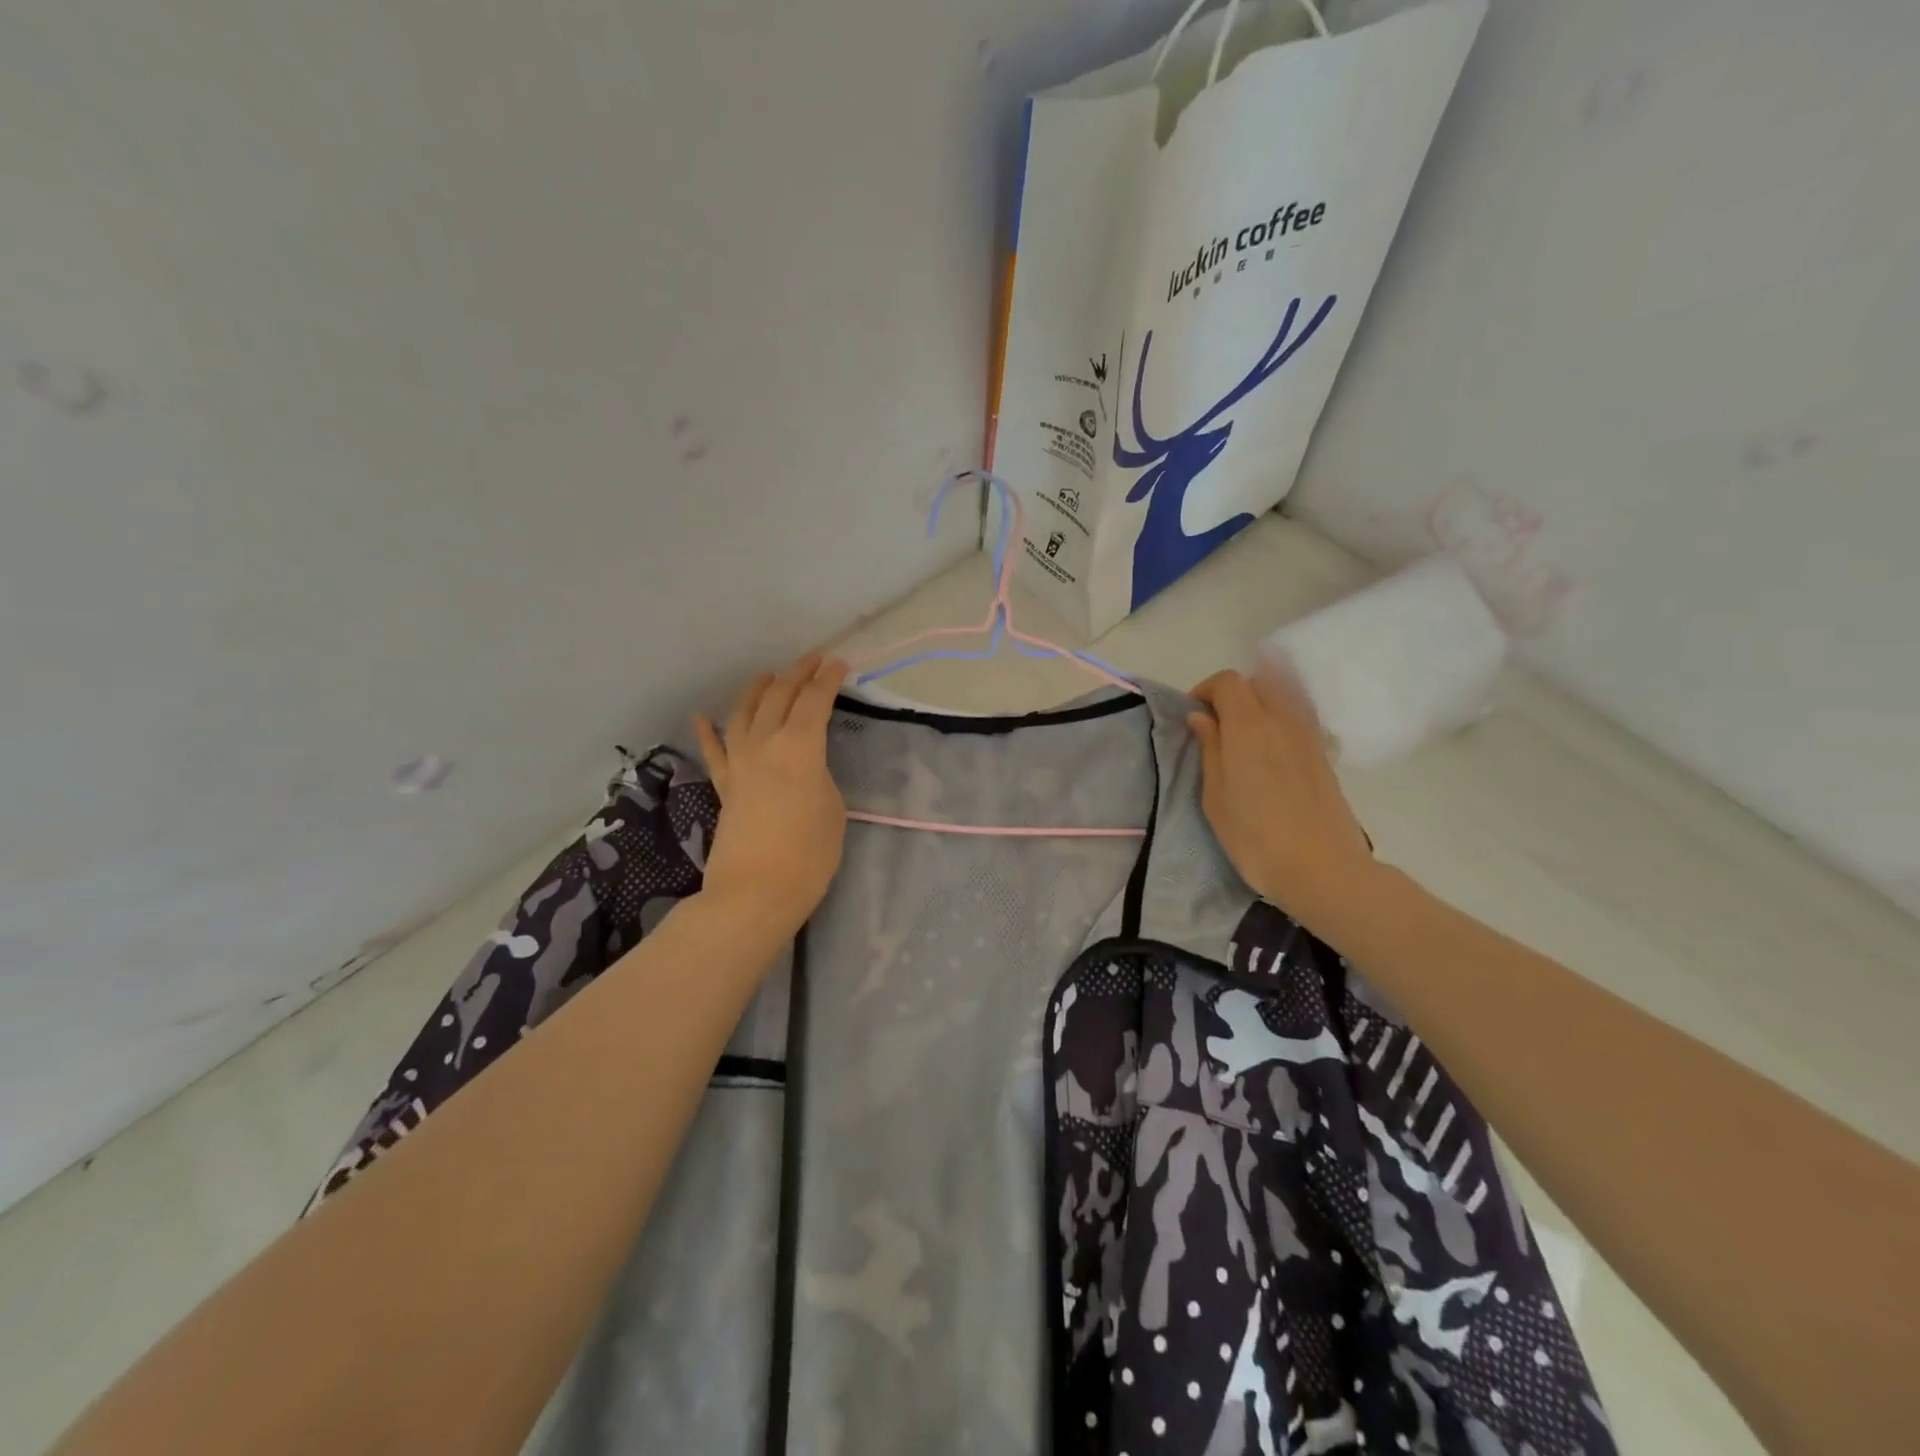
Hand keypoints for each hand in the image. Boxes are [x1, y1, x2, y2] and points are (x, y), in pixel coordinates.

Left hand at [693, 653, 849, 936]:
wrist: (756, 891)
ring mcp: (738, 763)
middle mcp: (764, 744)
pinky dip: (706, 731)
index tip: (839, 663)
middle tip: (813, 660)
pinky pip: (713, 751)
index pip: (815, 701)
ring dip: (757, 690)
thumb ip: (820, 775)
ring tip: (768, 676)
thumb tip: (805, 767)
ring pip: (743, 713)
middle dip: (797, 674)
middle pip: (779, 697)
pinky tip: (700, 717)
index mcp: (800, 747)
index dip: (828, 679)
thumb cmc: (809, 853)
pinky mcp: (723, 786)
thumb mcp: (832, 807)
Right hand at [1188, 668, 1376, 932]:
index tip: (1193, 718)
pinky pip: (1297, 717)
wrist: (1322, 869)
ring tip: (1241, 741)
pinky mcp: (1323, 753)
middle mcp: (1282, 719)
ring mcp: (1308, 735)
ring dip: (1257, 706)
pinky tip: (1268, 753)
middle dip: (1231, 695)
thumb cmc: (1255, 838)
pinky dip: (1278, 720)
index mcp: (1249, 726)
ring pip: (1280, 697)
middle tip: (1215, 728)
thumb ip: (1209, 749)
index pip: (1228, 681)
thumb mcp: (1215, 797)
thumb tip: (1201, 717)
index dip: (1205, 691)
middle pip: (1256, 682)